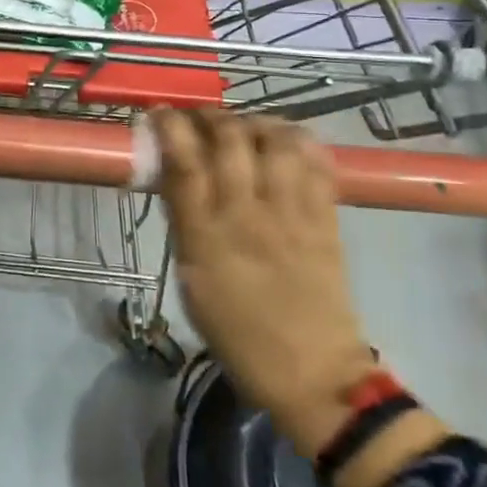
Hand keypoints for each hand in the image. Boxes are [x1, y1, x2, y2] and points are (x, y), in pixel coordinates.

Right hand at [155, 109, 373, 458]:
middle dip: (210, 116)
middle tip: (200, 119)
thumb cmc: (238, 333)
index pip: (183, 161)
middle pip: (230, 138)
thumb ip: (185, 224)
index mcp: (206, 236)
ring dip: (255, 122)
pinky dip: (298, 140)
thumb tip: (175, 177)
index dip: (169, 127)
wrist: (313, 372)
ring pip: (276, 139)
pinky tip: (284, 143)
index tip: (159, 114)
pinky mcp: (327, 216)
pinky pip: (316, 161)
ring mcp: (292, 212)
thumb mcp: (192, 279)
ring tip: (245, 128)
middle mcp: (248, 213)